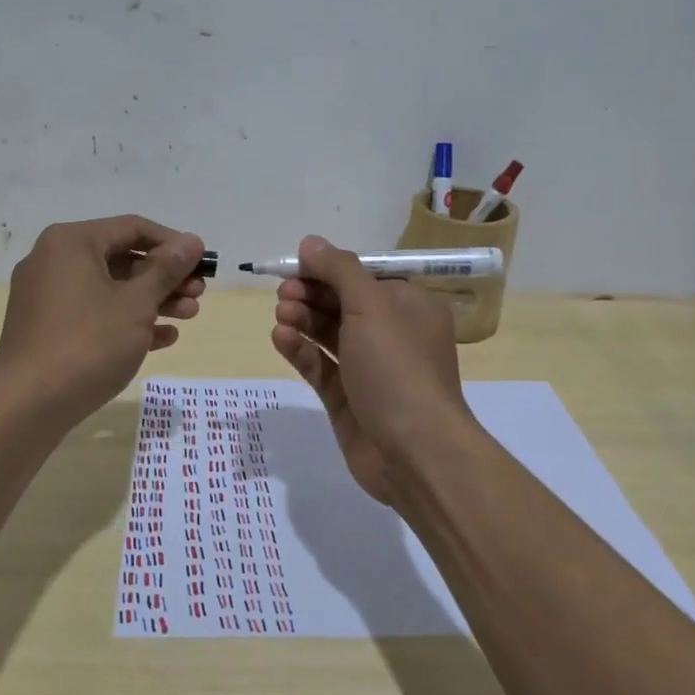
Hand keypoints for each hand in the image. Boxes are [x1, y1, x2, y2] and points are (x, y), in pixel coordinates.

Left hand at [0, 216, 206, 423]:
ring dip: (152, 300)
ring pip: (110, 288)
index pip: (132, 228)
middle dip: (165, 277)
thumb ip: (167, 269)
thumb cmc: (88, 343)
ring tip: (189, 316)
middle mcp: (54, 260)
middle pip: (122, 258)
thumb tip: (193, 241)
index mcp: (71, 242)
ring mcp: (47, 296)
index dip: (173, 244)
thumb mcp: (136, 303)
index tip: (202, 263)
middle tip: (199, 294)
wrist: (28, 406)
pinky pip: (94, 313)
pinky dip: (126, 321)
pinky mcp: (47, 327)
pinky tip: (162, 338)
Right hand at [270, 235, 474, 503]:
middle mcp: (391, 333)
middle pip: (343, 302)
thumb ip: (339, 270)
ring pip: (328, 333)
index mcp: (409, 306)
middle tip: (283, 293)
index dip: (329, 269)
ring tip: (281, 314)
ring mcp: (368, 368)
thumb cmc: (398, 367)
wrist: (414, 452)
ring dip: (303, 319)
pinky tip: (280, 338)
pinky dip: (300, 350)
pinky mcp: (347, 398)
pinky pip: (320, 365)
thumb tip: (310, 242)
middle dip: (311, 294)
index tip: (296, 266)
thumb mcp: (372, 306)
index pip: (363, 276)